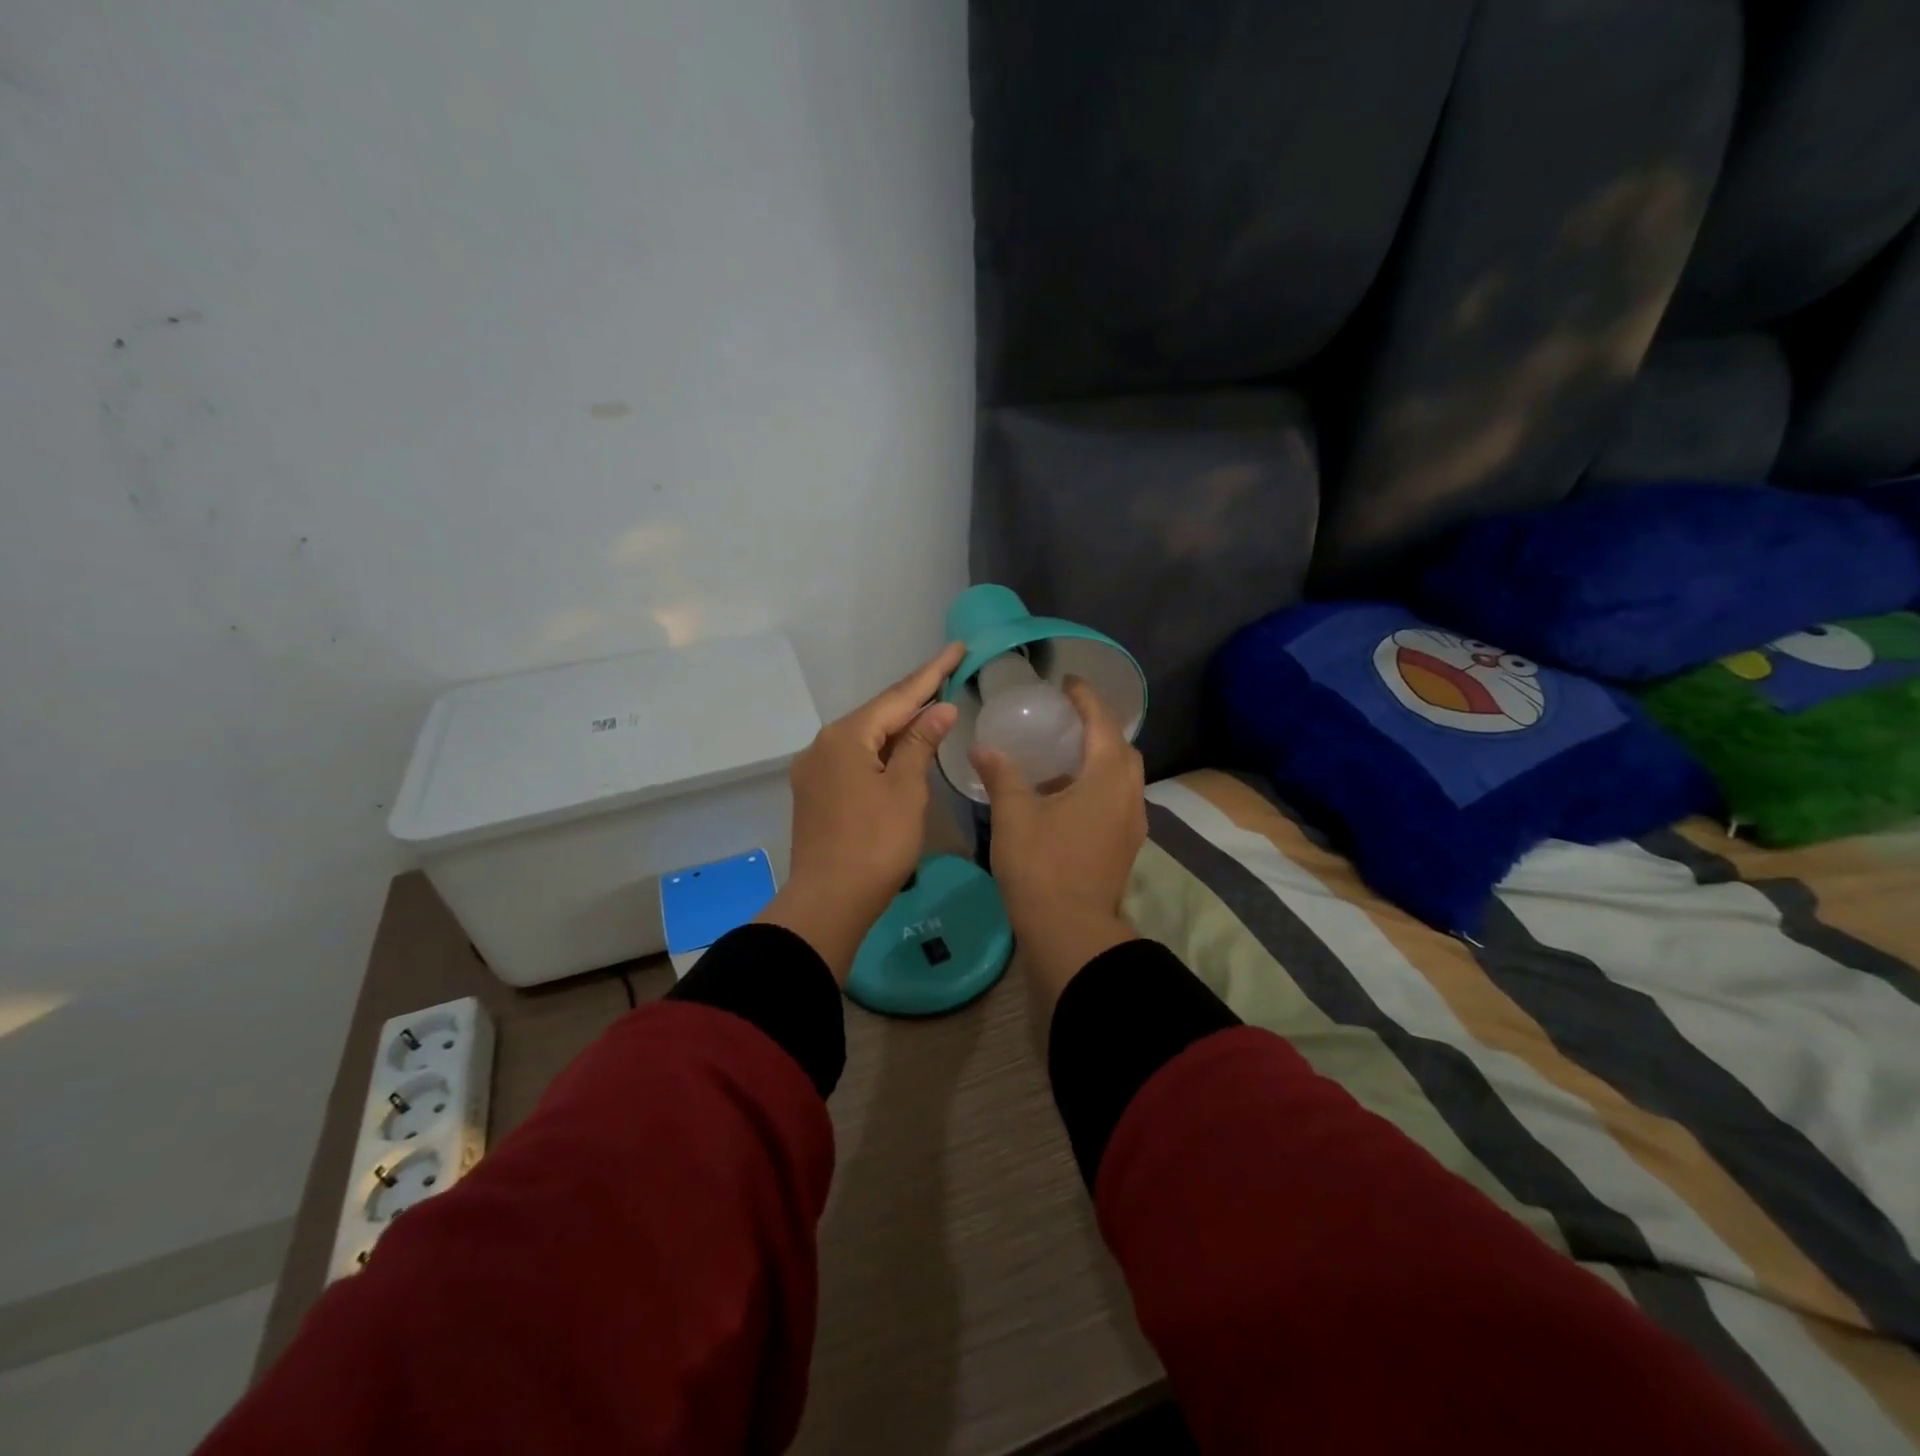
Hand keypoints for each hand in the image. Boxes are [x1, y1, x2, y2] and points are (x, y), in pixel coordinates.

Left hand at [757, 642, 965, 981]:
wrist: (827, 903)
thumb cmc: (875, 845)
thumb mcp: (906, 791)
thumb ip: (921, 744)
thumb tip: (939, 709)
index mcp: (846, 737)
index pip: (899, 696)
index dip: (932, 672)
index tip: (957, 647)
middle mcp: (824, 744)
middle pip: (878, 713)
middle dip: (915, 696)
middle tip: (950, 672)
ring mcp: (815, 769)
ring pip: (866, 736)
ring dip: (899, 724)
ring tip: (932, 706)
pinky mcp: (815, 792)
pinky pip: (855, 758)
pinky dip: (882, 749)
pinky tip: (901, 749)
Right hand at [970, 677, 1146, 1004]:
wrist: (1069, 930)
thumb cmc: (1041, 865)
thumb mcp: (1014, 814)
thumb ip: (1002, 775)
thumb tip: (984, 748)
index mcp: (1106, 778)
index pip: (1103, 723)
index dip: (1086, 699)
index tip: (1068, 683)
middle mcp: (1129, 796)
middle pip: (1121, 749)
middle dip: (1098, 729)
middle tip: (1066, 721)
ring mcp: (1132, 824)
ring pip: (1122, 779)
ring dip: (1098, 762)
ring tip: (1061, 760)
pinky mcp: (1125, 848)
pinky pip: (1117, 802)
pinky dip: (1097, 788)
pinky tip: (1065, 800)